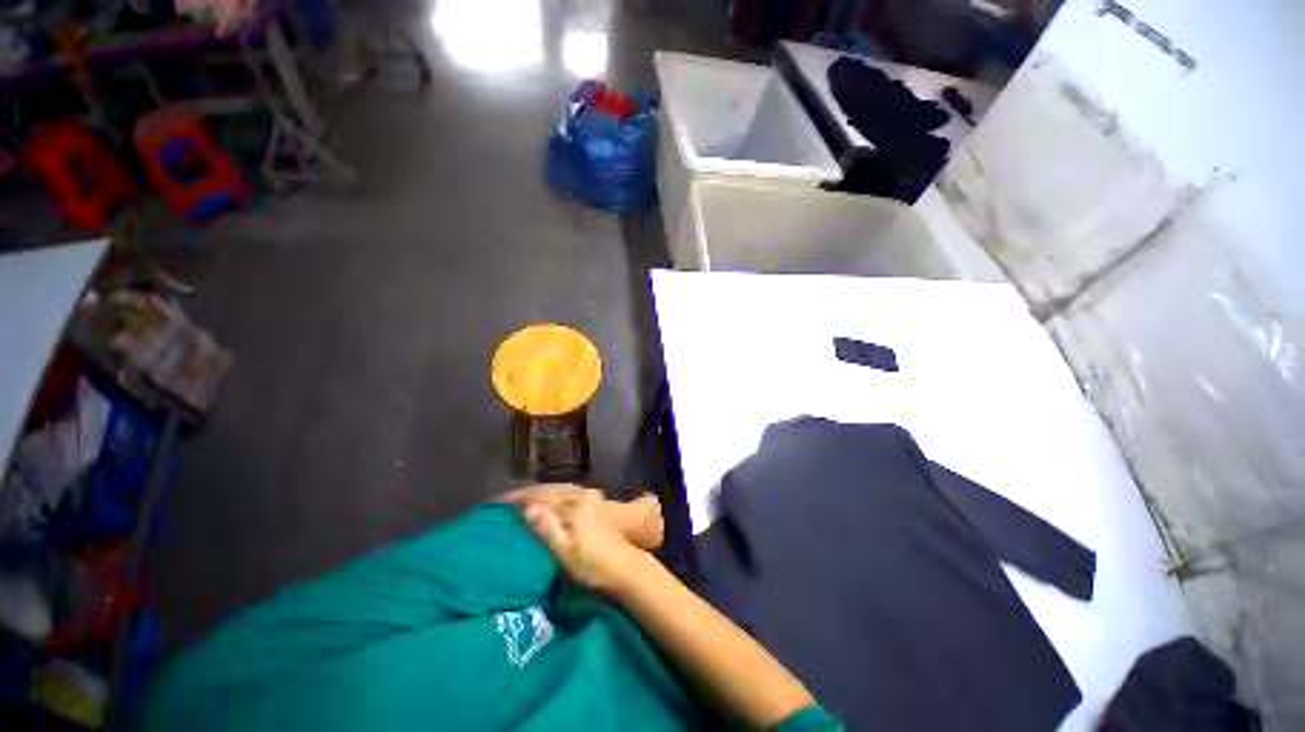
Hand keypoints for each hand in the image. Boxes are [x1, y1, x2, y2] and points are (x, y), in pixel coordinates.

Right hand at [503, 485, 662, 592]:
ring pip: (562, 489)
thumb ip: (547, 528)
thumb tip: (528, 509)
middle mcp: (584, 495)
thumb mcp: (566, 551)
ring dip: (543, 491)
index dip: (520, 498)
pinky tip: (552, 498)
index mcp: (575, 505)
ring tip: (525, 495)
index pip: (542, 497)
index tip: (499, 501)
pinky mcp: (598, 504)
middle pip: (553, 489)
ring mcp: (593, 498)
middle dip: (531, 491)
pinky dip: (557, 493)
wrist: (626, 568)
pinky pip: (571, 492)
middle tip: (509, 496)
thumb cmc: (593, 565)